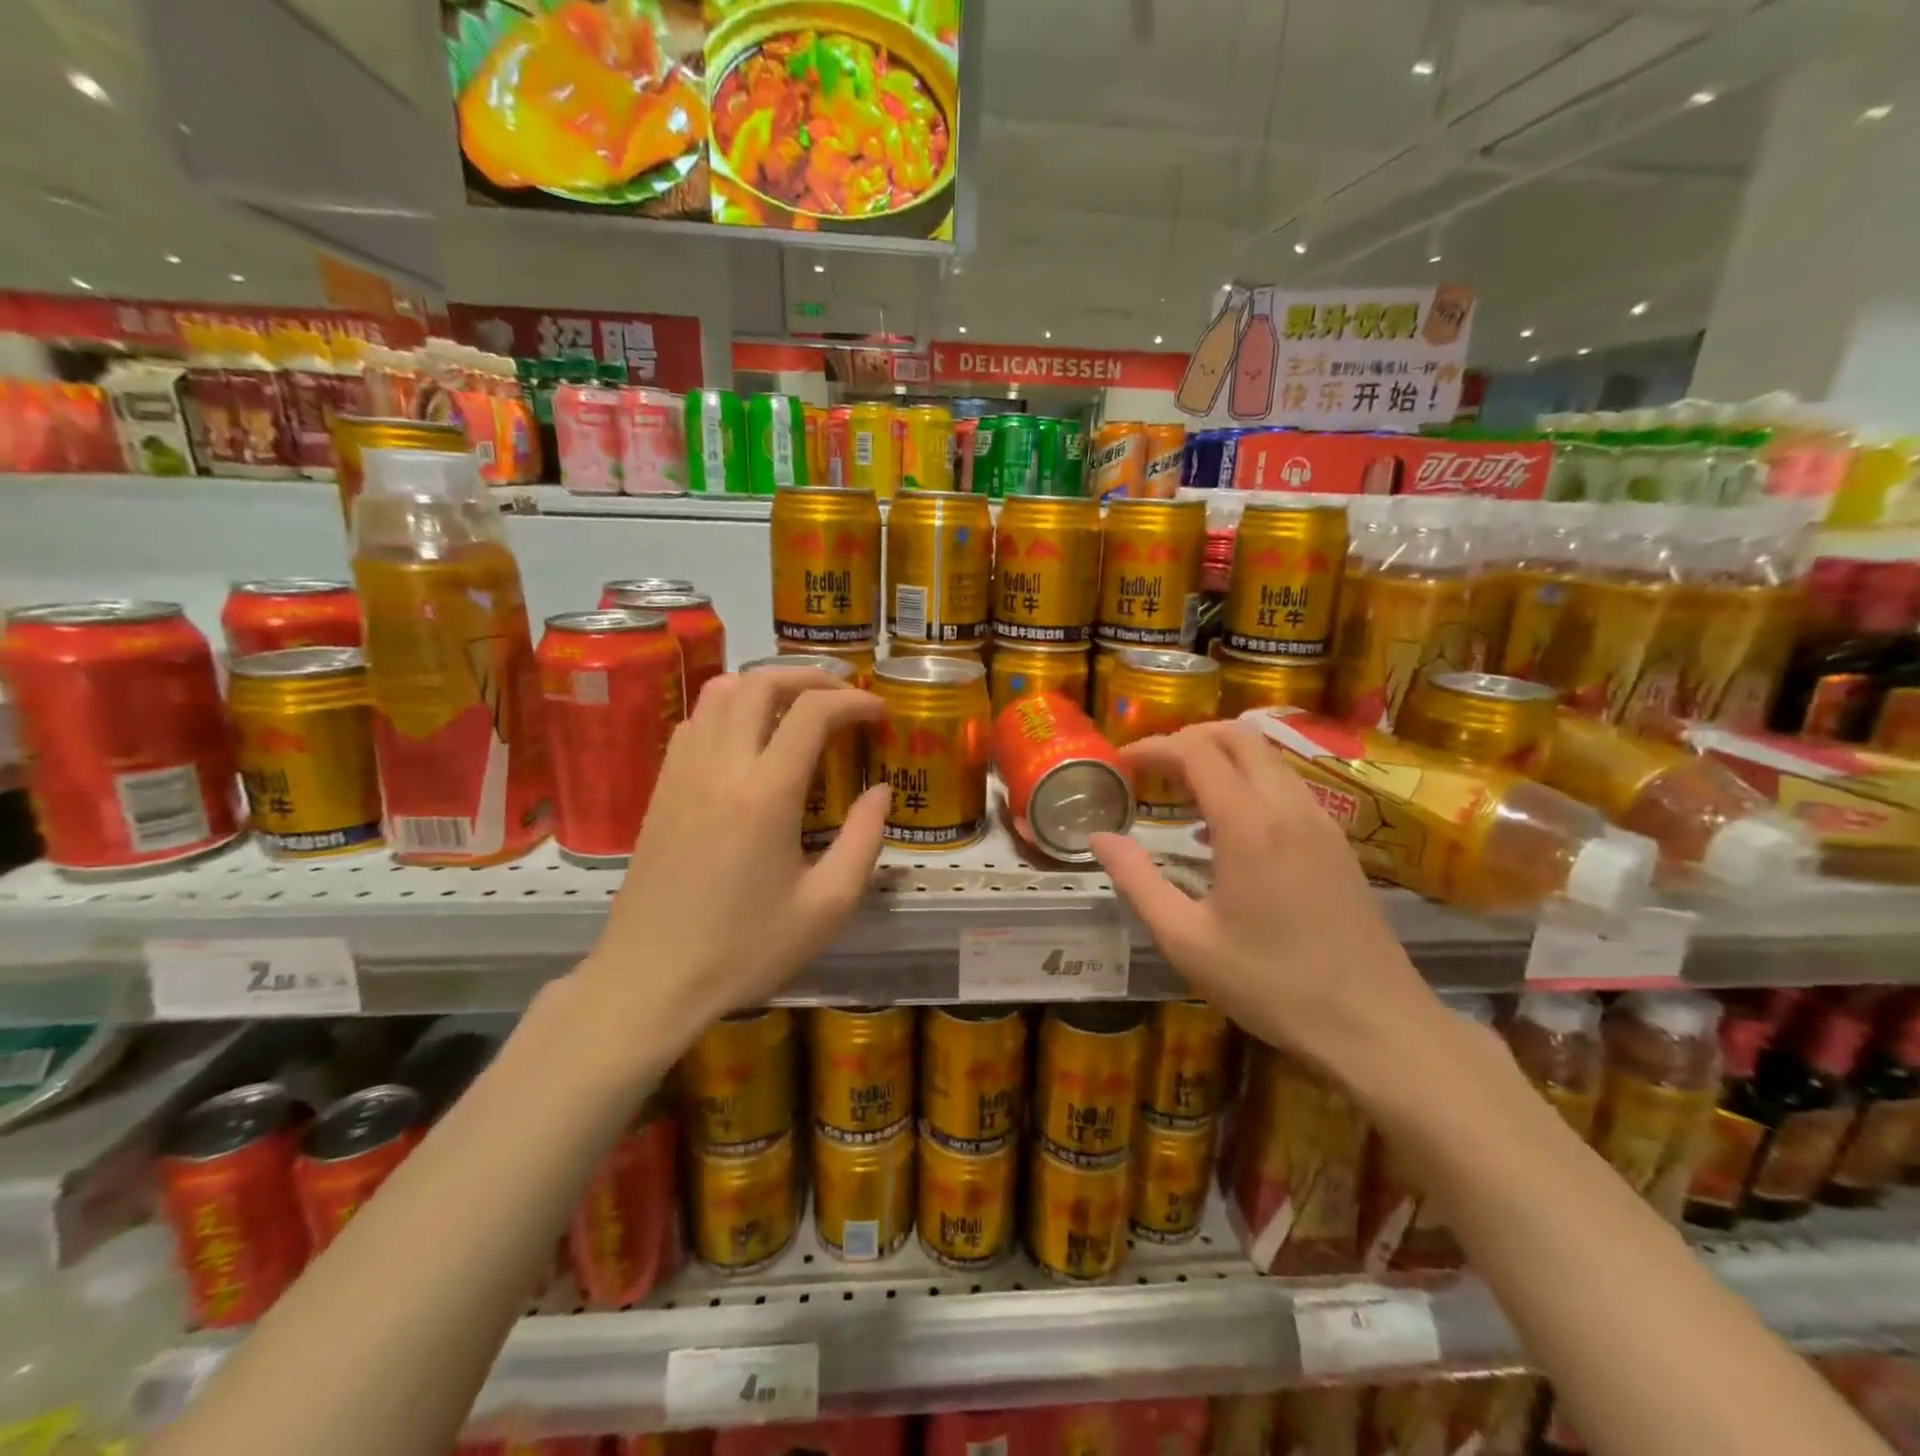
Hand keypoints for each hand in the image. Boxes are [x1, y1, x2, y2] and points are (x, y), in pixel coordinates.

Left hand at [577, 667, 888, 1044]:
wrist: (649, 981)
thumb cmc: (745, 950)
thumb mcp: (827, 907)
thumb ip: (864, 841)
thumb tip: (880, 791)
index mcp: (764, 794)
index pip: (812, 712)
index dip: (853, 701)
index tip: (879, 713)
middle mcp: (719, 767)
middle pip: (761, 683)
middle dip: (811, 677)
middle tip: (844, 698)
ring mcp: (682, 773)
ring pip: (720, 692)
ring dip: (766, 686)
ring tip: (799, 709)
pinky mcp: (660, 788)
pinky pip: (696, 721)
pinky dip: (731, 709)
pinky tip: (750, 741)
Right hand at [1088, 720, 1441, 1076]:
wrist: (1377, 1028)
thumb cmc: (1271, 985)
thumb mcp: (1186, 940)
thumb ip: (1137, 880)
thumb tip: (1097, 837)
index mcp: (1249, 824)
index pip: (1197, 751)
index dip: (1154, 746)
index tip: (1122, 763)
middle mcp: (1289, 807)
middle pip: (1239, 736)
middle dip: (1189, 738)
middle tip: (1151, 768)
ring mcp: (1322, 822)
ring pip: (1268, 757)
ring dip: (1221, 757)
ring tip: (1182, 791)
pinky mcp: (1338, 843)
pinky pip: (1287, 786)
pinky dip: (1249, 781)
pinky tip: (1227, 828)